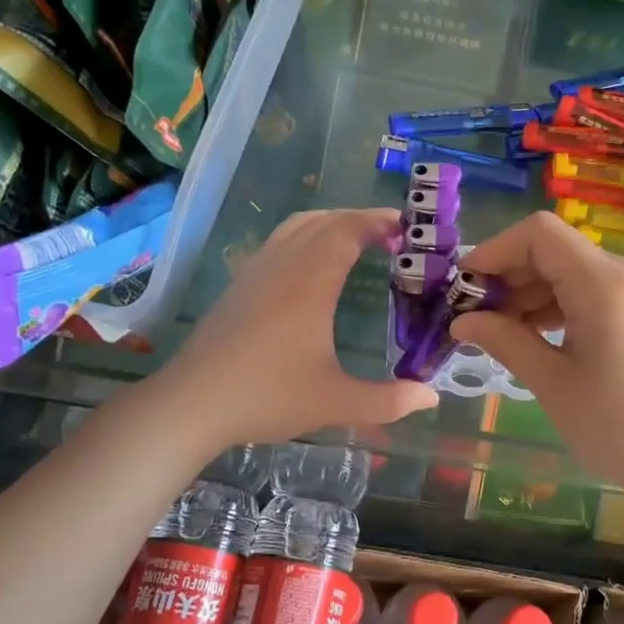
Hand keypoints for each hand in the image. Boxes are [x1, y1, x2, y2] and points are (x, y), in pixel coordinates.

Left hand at [153, 208, 438, 449]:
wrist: (191, 404)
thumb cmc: (266, 397)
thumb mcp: (334, 403)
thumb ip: (387, 401)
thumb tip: (432, 398)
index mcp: (310, 283)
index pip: (347, 230)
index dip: (378, 222)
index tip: (407, 230)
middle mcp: (283, 265)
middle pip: (324, 220)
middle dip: (360, 219)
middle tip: (392, 235)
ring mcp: (256, 271)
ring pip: (296, 226)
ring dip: (331, 223)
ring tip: (357, 241)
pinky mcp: (239, 285)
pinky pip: (279, 241)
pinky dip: (306, 236)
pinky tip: (312, 266)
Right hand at [451, 212, 623, 495]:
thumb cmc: (621, 430)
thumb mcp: (553, 385)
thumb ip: (505, 341)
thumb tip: (461, 321)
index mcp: (605, 283)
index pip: (539, 233)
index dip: (495, 250)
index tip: (465, 287)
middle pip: (555, 250)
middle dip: (509, 276)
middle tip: (475, 318)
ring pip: (574, 271)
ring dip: (533, 293)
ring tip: (501, 332)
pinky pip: (595, 290)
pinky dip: (561, 305)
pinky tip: (538, 336)